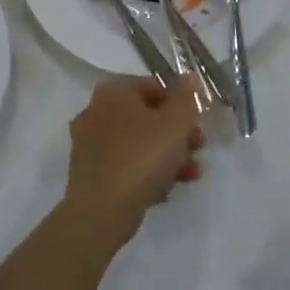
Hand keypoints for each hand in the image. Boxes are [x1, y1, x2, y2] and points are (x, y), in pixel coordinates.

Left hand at [63, 77, 206, 242]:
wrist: (101, 211)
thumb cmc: (142, 157)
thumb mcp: (176, 122)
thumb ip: (187, 97)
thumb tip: (190, 78)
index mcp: (114, 92)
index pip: (155, 87)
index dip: (182, 104)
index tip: (199, 123)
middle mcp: (96, 111)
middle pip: (147, 117)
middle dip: (177, 133)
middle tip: (199, 148)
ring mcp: (89, 144)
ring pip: (138, 143)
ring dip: (168, 155)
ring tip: (191, 173)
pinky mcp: (89, 174)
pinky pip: (126, 165)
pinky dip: (147, 173)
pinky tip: (166, 190)